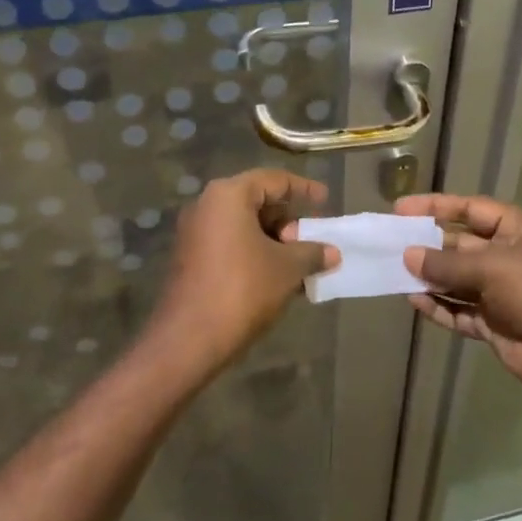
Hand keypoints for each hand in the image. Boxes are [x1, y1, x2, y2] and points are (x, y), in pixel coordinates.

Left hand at [151, 169, 338, 371]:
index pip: (274, 180)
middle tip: (313, 240)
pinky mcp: (191, 259)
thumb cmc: (242, 289)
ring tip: (302, 264)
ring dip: (275, 242)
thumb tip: (332, 252)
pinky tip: (279, 278)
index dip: (304, 189)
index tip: (326, 200)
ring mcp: (195, 234)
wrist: (189, 340)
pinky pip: (231, 245)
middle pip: (257, 202)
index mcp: (228, 196)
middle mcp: (207, 206)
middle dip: (289, 221)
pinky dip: (256, 254)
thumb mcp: (286, 268)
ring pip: (245, 226)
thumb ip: (312, 253)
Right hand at [396, 193, 521, 403]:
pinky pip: (459, 310)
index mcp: (517, 230)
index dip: (436, 206)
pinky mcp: (494, 323)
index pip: (470, 209)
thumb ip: (447, 263)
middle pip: (459, 245)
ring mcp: (500, 292)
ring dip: (429, 278)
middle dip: (427, 246)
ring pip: (456, 279)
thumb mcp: (493, 267)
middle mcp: (507, 256)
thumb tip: (408, 255)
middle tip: (389, 245)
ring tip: (394, 274)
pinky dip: (439, 306)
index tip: (400, 208)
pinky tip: (414, 301)